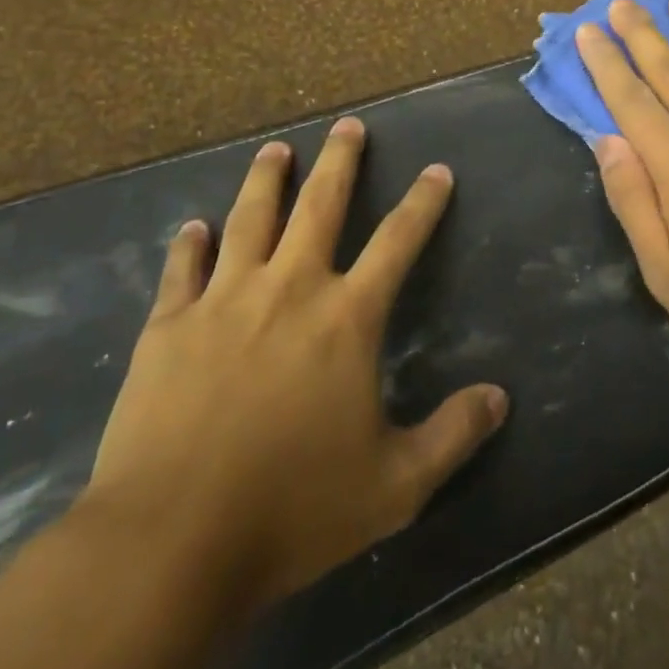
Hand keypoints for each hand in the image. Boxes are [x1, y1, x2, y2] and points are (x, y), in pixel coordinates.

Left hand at [82, 118, 507, 614]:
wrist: (169, 543)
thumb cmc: (292, 510)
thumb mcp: (394, 485)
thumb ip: (452, 435)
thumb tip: (500, 398)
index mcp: (347, 317)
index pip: (398, 241)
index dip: (423, 203)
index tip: (437, 170)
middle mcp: (290, 289)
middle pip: (320, 205)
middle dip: (340, 161)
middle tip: (348, 126)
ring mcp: (224, 301)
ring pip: (250, 219)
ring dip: (266, 179)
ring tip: (276, 149)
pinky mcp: (168, 327)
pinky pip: (183, 269)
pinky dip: (190, 243)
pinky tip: (194, 226)